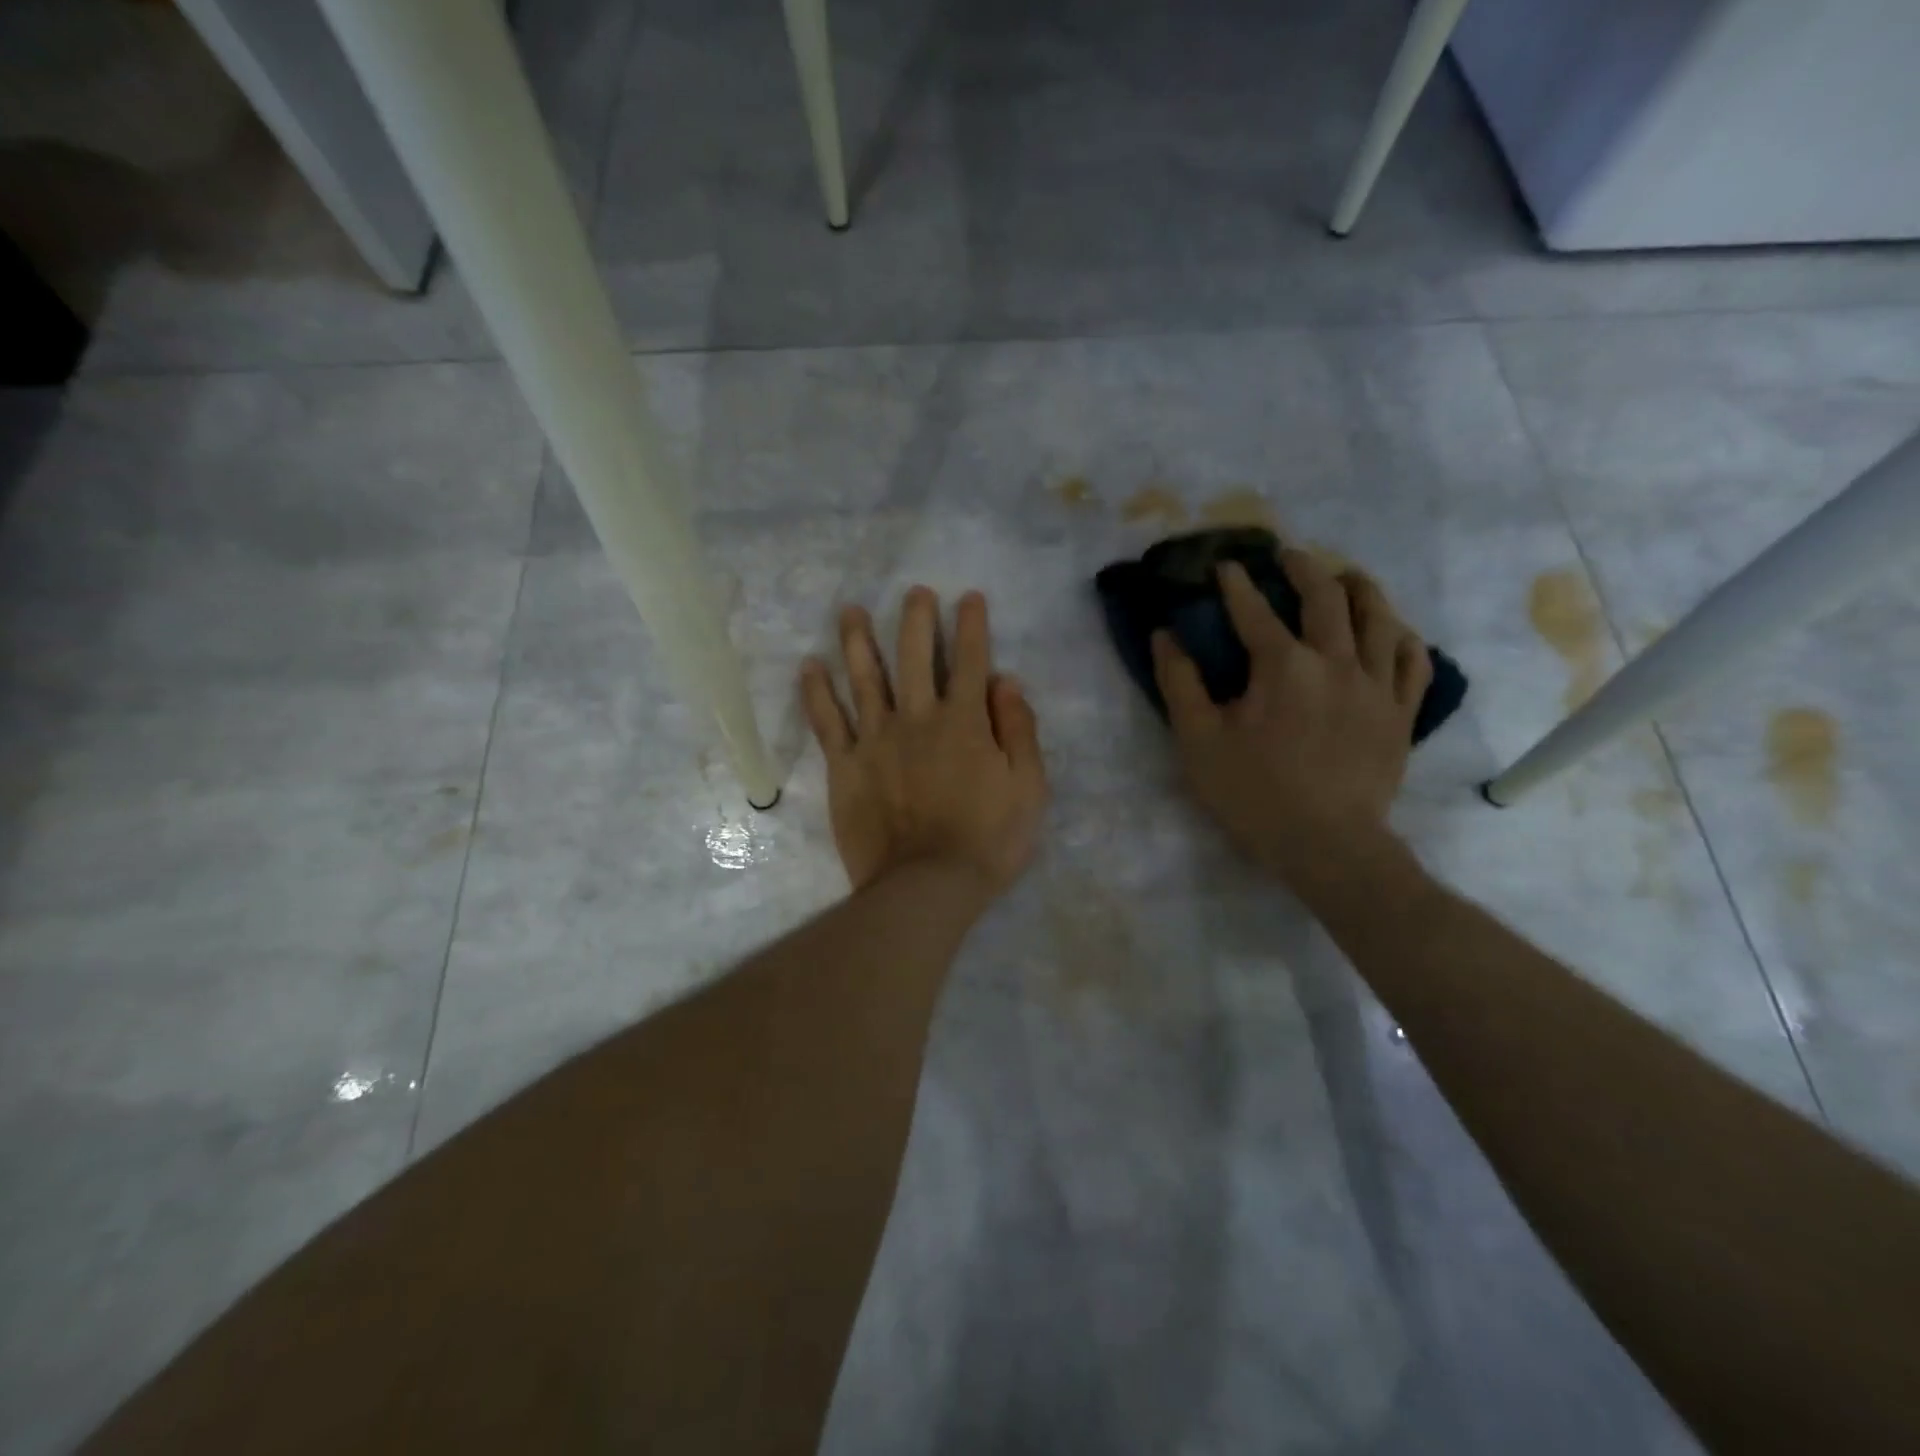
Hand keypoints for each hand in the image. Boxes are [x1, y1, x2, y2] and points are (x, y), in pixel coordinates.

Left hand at [800, 587, 1047, 905]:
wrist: (926, 887)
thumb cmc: (988, 841)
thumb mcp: (1028, 788)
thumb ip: (1019, 730)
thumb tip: (1006, 682)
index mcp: (964, 722)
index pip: (970, 660)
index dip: (972, 625)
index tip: (969, 597)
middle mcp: (917, 718)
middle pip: (913, 656)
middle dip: (916, 619)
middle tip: (915, 592)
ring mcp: (875, 740)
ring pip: (864, 677)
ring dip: (857, 640)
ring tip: (850, 610)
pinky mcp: (845, 766)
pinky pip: (826, 722)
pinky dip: (816, 692)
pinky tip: (809, 666)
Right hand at [1152, 552, 1430, 895]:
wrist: (1327, 845)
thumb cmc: (1254, 794)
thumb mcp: (1198, 741)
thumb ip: (1179, 683)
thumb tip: (1165, 635)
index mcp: (1282, 666)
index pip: (1254, 611)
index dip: (1236, 584)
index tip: (1225, 566)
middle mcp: (1335, 662)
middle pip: (1325, 598)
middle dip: (1303, 568)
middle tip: (1288, 555)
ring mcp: (1376, 686)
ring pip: (1379, 618)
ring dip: (1360, 588)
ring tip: (1347, 576)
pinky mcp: (1401, 713)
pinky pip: (1412, 661)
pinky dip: (1402, 638)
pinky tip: (1394, 631)